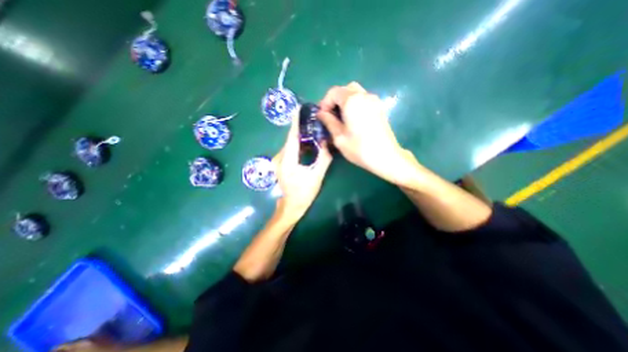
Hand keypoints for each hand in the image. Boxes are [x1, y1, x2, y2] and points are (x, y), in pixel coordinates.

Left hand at [274, 114, 332, 220]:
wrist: (292, 206)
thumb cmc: (304, 193)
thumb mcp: (316, 177)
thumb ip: (323, 159)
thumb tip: (328, 143)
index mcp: (288, 160)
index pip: (292, 137)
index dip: (295, 123)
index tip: (299, 109)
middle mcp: (281, 158)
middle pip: (291, 139)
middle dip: (300, 128)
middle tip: (312, 118)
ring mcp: (280, 161)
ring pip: (291, 144)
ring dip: (300, 136)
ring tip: (312, 127)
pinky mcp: (282, 164)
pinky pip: (291, 150)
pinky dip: (299, 145)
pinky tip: (308, 142)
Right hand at [316, 82, 417, 186]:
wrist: (386, 157)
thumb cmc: (359, 148)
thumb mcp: (339, 137)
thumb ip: (328, 121)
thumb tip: (321, 113)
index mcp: (352, 101)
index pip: (333, 92)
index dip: (325, 103)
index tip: (322, 116)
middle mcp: (364, 95)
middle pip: (345, 89)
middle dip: (335, 100)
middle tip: (330, 115)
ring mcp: (374, 101)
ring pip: (355, 93)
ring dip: (345, 102)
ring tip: (341, 118)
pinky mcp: (380, 108)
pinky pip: (363, 99)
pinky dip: (354, 104)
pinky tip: (353, 119)